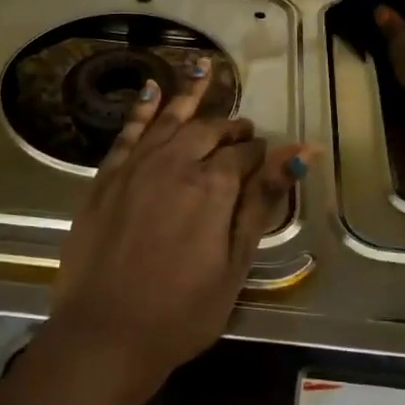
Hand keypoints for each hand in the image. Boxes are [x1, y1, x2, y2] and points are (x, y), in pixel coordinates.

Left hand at [51, 59, 307, 396]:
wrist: (105, 333)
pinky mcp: (107, 177)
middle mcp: (175, 163)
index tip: (266, 155)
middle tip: (242, 128)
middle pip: (208, 131)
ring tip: (207, 71)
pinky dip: (142, 108)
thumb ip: (262, 202)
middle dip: (230, 126)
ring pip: (170, 119)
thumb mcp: (235, 263)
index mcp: (213, 186)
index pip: (243, 154)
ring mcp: (137, 166)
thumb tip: (300, 154)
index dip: (258, 152)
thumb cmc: (182, 311)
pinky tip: (152, 88)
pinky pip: (128, 131)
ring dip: (191, 96)